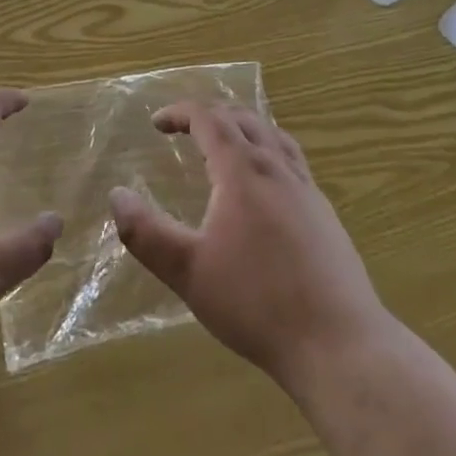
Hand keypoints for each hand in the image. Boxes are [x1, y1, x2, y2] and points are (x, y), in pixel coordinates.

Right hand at [110, 102, 389, 394]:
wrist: (338, 343)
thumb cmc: (257, 303)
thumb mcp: (189, 272)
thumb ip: (147, 234)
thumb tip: (116, 195)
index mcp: (243, 171)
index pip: (209, 119)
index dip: (180, 113)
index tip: (157, 123)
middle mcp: (277, 168)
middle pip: (243, 119)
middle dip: (210, 115)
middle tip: (184, 129)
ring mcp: (307, 189)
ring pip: (273, 135)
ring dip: (242, 128)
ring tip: (223, 144)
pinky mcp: (325, 213)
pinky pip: (291, 160)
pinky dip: (267, 151)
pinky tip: (264, 186)